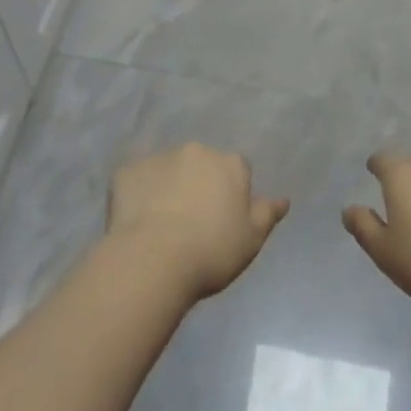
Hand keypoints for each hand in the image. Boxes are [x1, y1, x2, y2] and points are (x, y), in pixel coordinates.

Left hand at [108, 143, 288, 298]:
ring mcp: (160, 157)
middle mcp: (196, 150)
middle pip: (202, 164)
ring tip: (161, 225)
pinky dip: (139, 195)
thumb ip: (268, 214)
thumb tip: (283, 199)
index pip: (237, 170)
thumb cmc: (211, 251)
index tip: (223, 221)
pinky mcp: (127, 171)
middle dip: (199, 184)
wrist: (153, 259)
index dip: (231, 194)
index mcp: (229, 163)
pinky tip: (136, 222)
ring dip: (168, 187)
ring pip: (168, 169)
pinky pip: (137, 180)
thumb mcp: (251, 240)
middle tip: (192, 223)